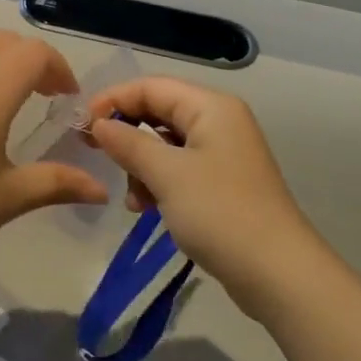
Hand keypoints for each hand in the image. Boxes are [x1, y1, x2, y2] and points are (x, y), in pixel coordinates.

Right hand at [87, 77, 320, 316]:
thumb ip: (129, 143)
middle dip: (127, 134)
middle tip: (96, 155)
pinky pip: (180, 169)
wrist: (278, 274)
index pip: (151, 86)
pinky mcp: (223, 184)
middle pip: (159, 112)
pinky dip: (159, 183)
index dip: (114, 100)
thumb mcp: (167, 174)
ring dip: (141, 164)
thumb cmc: (220, 212)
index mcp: (211, 106)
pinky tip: (147, 209)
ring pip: (166, 144)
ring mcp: (223, 154)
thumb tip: (99, 124)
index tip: (82, 125)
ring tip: (132, 198)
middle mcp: (219, 121)